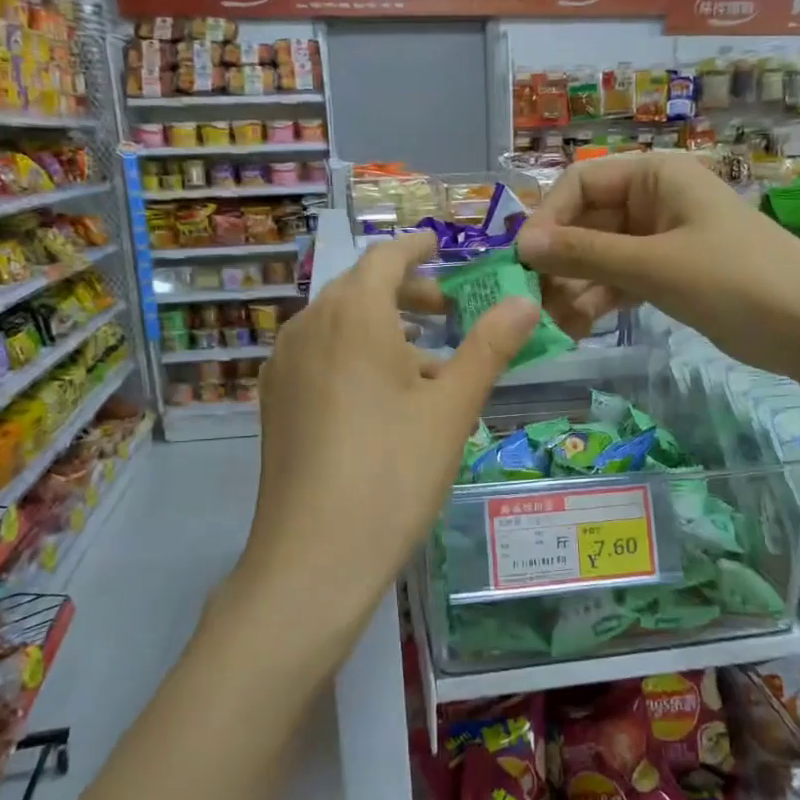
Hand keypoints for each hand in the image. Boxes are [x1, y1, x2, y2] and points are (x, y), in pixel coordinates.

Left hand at [230, 231, 540, 667]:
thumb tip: (525, 301)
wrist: (314, 555)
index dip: (416, 247)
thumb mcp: (452, 407)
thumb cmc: (394, 471)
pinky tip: (380, 397)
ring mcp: (283, 364)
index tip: (440, 244)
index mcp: (352, 314)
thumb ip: (489, 346)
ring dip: (380, 326)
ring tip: (424, 362)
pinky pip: (318, 355)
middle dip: (404, 291)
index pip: (386, 257)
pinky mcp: (273, 401)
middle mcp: (308, 326)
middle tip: (447, 312)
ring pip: (336, 323)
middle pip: (358, 288)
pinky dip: (352, 354)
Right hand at [515, 151, 799, 374]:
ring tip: (561, 325)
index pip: (580, 183)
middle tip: (536, 304)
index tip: (524, 262)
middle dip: (560, 262)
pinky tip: (581, 327)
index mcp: (656, 176)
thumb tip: (522, 244)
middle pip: (585, 222)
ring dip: (575, 287)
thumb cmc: (737, 280)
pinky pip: (619, 280)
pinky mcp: (669, 275)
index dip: (548, 219)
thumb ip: (586, 254)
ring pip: (599, 256)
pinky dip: (599, 300)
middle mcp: (654, 200)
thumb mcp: (655, 265)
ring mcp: (661, 239)